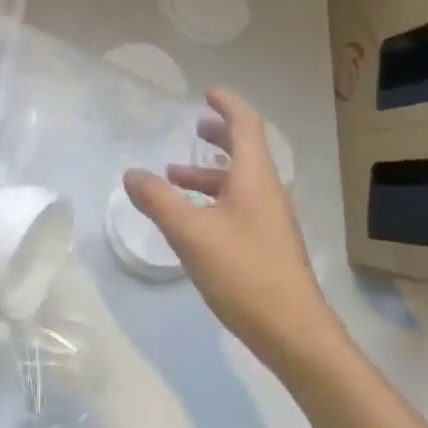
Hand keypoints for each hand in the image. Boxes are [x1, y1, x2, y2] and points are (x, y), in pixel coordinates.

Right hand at [124, 90, 339, 375]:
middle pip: (246, 150)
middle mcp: (268, 191)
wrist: (295, 334)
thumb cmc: (245, 273)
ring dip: (211, 172)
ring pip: (240, 181)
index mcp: (255, 178)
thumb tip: (131, 173)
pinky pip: (240, 205)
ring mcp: (271, 220)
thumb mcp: (191, 234)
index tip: (208, 93)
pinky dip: (215, 198)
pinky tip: (193, 219)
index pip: (247, 125)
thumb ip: (158, 200)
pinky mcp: (268, 245)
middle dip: (219, 135)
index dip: (228, 105)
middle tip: (194, 128)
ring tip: (175, 176)